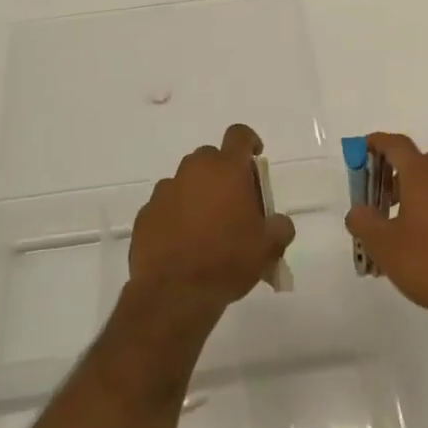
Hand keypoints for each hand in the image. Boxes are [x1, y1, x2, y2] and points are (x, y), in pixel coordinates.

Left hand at [128, 123, 295, 316]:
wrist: (174, 293)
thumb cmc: (228, 261)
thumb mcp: (269, 247)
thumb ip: (280, 226)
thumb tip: (279, 222)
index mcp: (227, 170)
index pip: (239, 134)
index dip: (249, 142)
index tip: (255, 159)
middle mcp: (194, 170)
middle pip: (211, 157)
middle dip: (224, 174)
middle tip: (234, 204)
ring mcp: (166, 190)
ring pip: (187, 181)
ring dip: (199, 194)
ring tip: (207, 228)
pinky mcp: (146, 212)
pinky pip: (167, 204)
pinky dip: (176, 214)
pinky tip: (183, 243)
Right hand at [345, 132, 427, 335]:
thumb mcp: (382, 243)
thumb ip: (363, 221)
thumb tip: (358, 211)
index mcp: (423, 174)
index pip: (397, 145)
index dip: (377, 143)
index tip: (361, 150)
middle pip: (418, 162)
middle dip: (394, 172)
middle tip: (377, 194)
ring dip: (413, 194)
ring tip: (395, 223)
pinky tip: (420, 241)